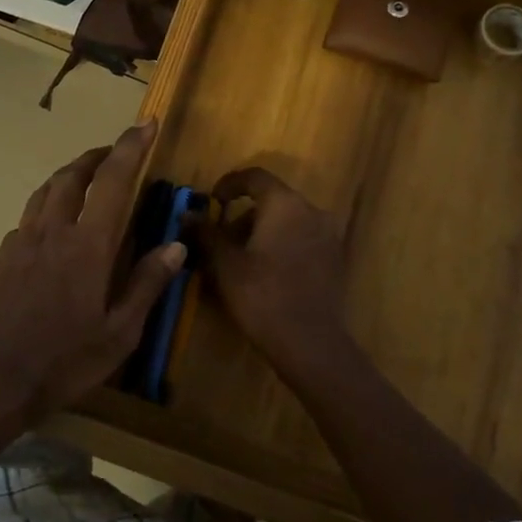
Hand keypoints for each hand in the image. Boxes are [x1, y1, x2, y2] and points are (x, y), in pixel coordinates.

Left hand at [0, 121, 184, 423]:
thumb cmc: (64, 361)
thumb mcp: (119, 333)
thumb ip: (146, 284)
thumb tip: (175, 245)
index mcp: (86, 245)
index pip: (113, 180)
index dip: (131, 147)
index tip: (146, 123)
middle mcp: (52, 231)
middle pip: (73, 175)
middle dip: (96, 155)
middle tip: (114, 152)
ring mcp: (20, 243)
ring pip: (45, 191)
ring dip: (68, 175)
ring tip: (84, 177)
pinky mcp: (0, 259)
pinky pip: (27, 218)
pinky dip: (46, 207)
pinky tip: (51, 227)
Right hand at [197, 168, 355, 380]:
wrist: (310, 344)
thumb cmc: (262, 296)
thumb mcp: (226, 264)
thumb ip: (207, 234)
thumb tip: (187, 215)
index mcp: (285, 204)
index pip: (255, 177)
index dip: (229, 184)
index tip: (212, 201)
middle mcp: (312, 211)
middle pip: (272, 201)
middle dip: (242, 216)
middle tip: (220, 241)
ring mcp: (328, 236)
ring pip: (287, 222)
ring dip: (261, 232)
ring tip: (238, 261)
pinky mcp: (335, 260)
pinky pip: (302, 240)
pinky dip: (281, 246)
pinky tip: (264, 274)